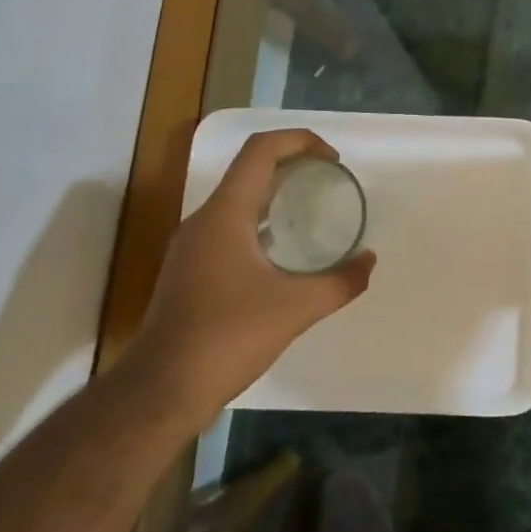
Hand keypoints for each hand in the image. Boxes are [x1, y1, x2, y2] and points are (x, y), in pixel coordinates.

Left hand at [125, 128, 375, 429]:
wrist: (162, 390)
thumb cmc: (228, 337)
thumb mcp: (296, 308)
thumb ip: (341, 281)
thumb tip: (369, 261)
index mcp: (225, 214)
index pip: (261, 151)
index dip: (300, 141)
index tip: (333, 160)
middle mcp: (204, 221)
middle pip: (250, 170)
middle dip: (293, 165)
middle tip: (330, 181)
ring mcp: (193, 247)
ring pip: (239, 200)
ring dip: (276, 194)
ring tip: (313, 209)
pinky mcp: (191, 271)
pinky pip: (231, 228)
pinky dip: (262, 223)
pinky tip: (284, 251)